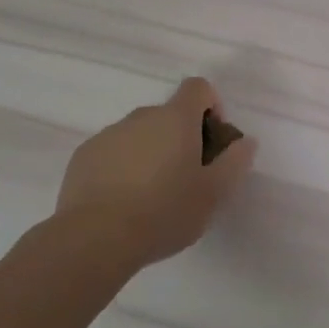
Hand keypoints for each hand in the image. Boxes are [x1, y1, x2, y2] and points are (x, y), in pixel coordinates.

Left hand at [50, 77, 257, 275]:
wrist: (94, 240)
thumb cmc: (164, 212)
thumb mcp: (214, 193)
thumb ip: (235, 161)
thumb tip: (245, 141)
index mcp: (176, 119)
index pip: (198, 88)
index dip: (211, 106)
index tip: (212, 141)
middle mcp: (141, 117)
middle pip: (169, 114)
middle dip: (181, 137)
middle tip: (186, 177)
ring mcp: (108, 135)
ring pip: (139, 134)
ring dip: (151, 152)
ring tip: (151, 196)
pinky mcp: (83, 157)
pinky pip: (113, 152)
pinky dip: (123, 167)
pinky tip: (122, 202)